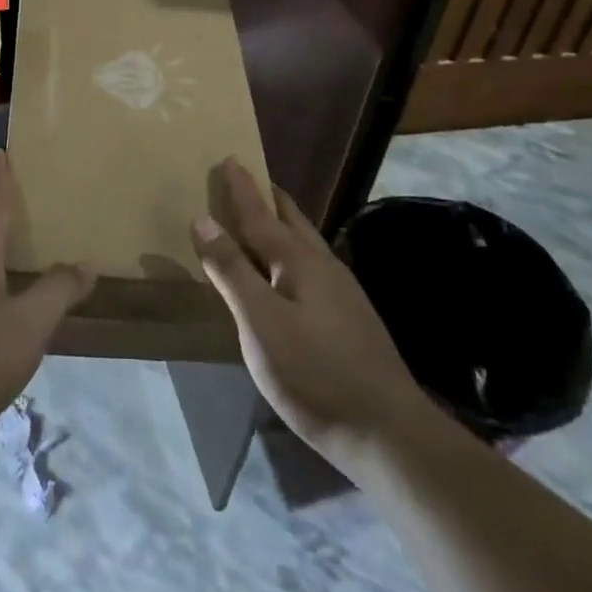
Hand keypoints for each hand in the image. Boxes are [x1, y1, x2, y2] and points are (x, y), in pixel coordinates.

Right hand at [191, 159, 434, 468]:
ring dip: (279, 224)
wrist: (388, 433)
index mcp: (298, 260)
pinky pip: (309, 266)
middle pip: (290, 219)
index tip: (229, 158)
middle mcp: (322, 265)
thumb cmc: (314, 373)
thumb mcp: (260, 322)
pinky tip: (285, 274)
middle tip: (243, 181)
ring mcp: (341, 292)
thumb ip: (231, 270)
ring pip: (303, 242)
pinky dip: (288, 253)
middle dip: (265, 197)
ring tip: (259, 220)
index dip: (241, 188)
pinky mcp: (349, 317)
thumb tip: (203, 219)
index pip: (260, 213)